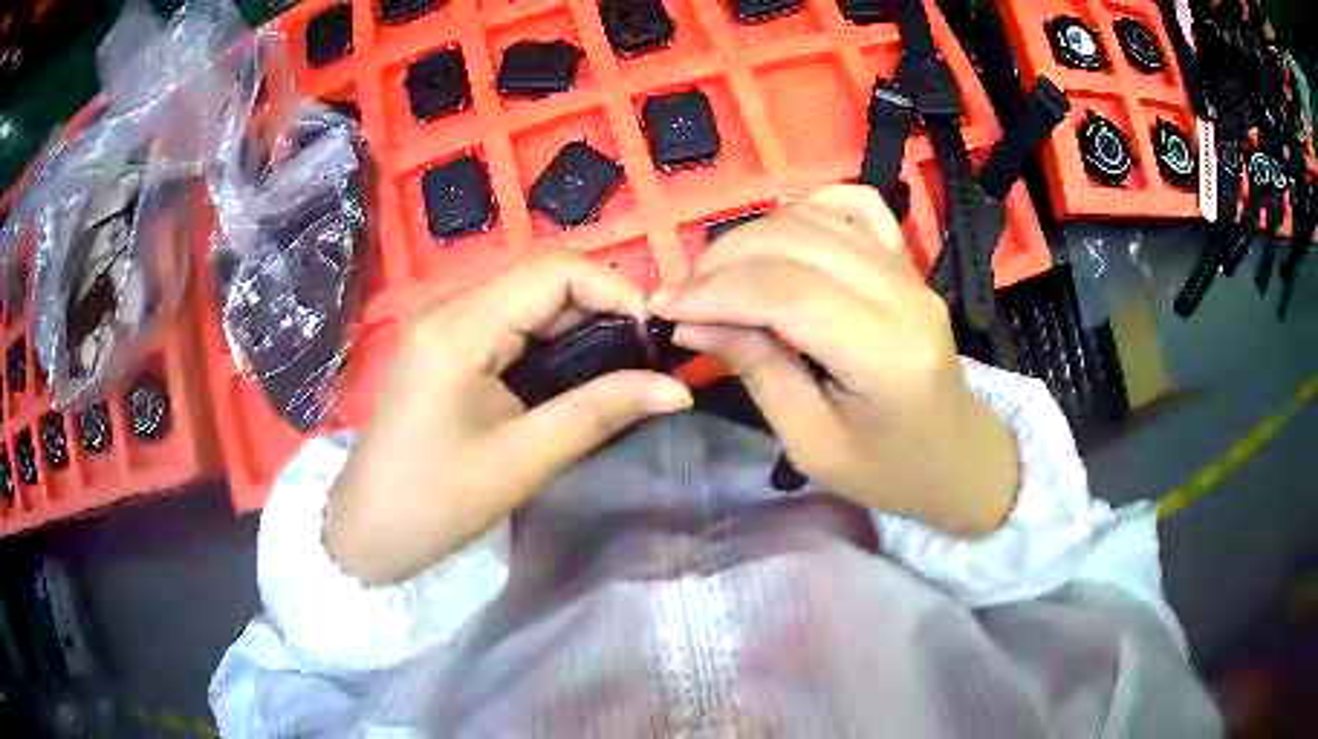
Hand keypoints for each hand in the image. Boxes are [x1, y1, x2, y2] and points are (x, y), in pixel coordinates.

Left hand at [325, 254, 693, 584]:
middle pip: (542, 278)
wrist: (368, 530)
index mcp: (460, 328)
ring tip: (622, 366)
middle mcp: (449, 309)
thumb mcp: (523, 460)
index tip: (655, 337)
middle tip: (646, 358)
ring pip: (529, 298)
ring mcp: (444, 324)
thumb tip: (677, 390)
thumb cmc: (436, 502)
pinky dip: (551, 339)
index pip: (553, 271)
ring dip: (580, 324)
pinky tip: (576, 373)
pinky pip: (510, 322)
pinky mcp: (445, 345)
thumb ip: (600, 412)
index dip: (614, 290)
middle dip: (602, 307)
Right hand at [651, 185, 1018, 535]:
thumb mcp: (812, 444)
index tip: (662, 307)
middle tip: (684, 297)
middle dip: (723, 262)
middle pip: (797, 243)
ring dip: (752, 237)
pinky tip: (781, 234)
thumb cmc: (888, 471)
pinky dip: (807, 207)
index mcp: (886, 354)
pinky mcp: (908, 260)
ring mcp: (910, 270)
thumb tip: (693, 323)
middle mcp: (903, 295)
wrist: (959, 458)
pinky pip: (855, 206)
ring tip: (718, 276)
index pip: (788, 293)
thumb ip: (757, 372)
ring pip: (816, 218)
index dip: (716, 292)